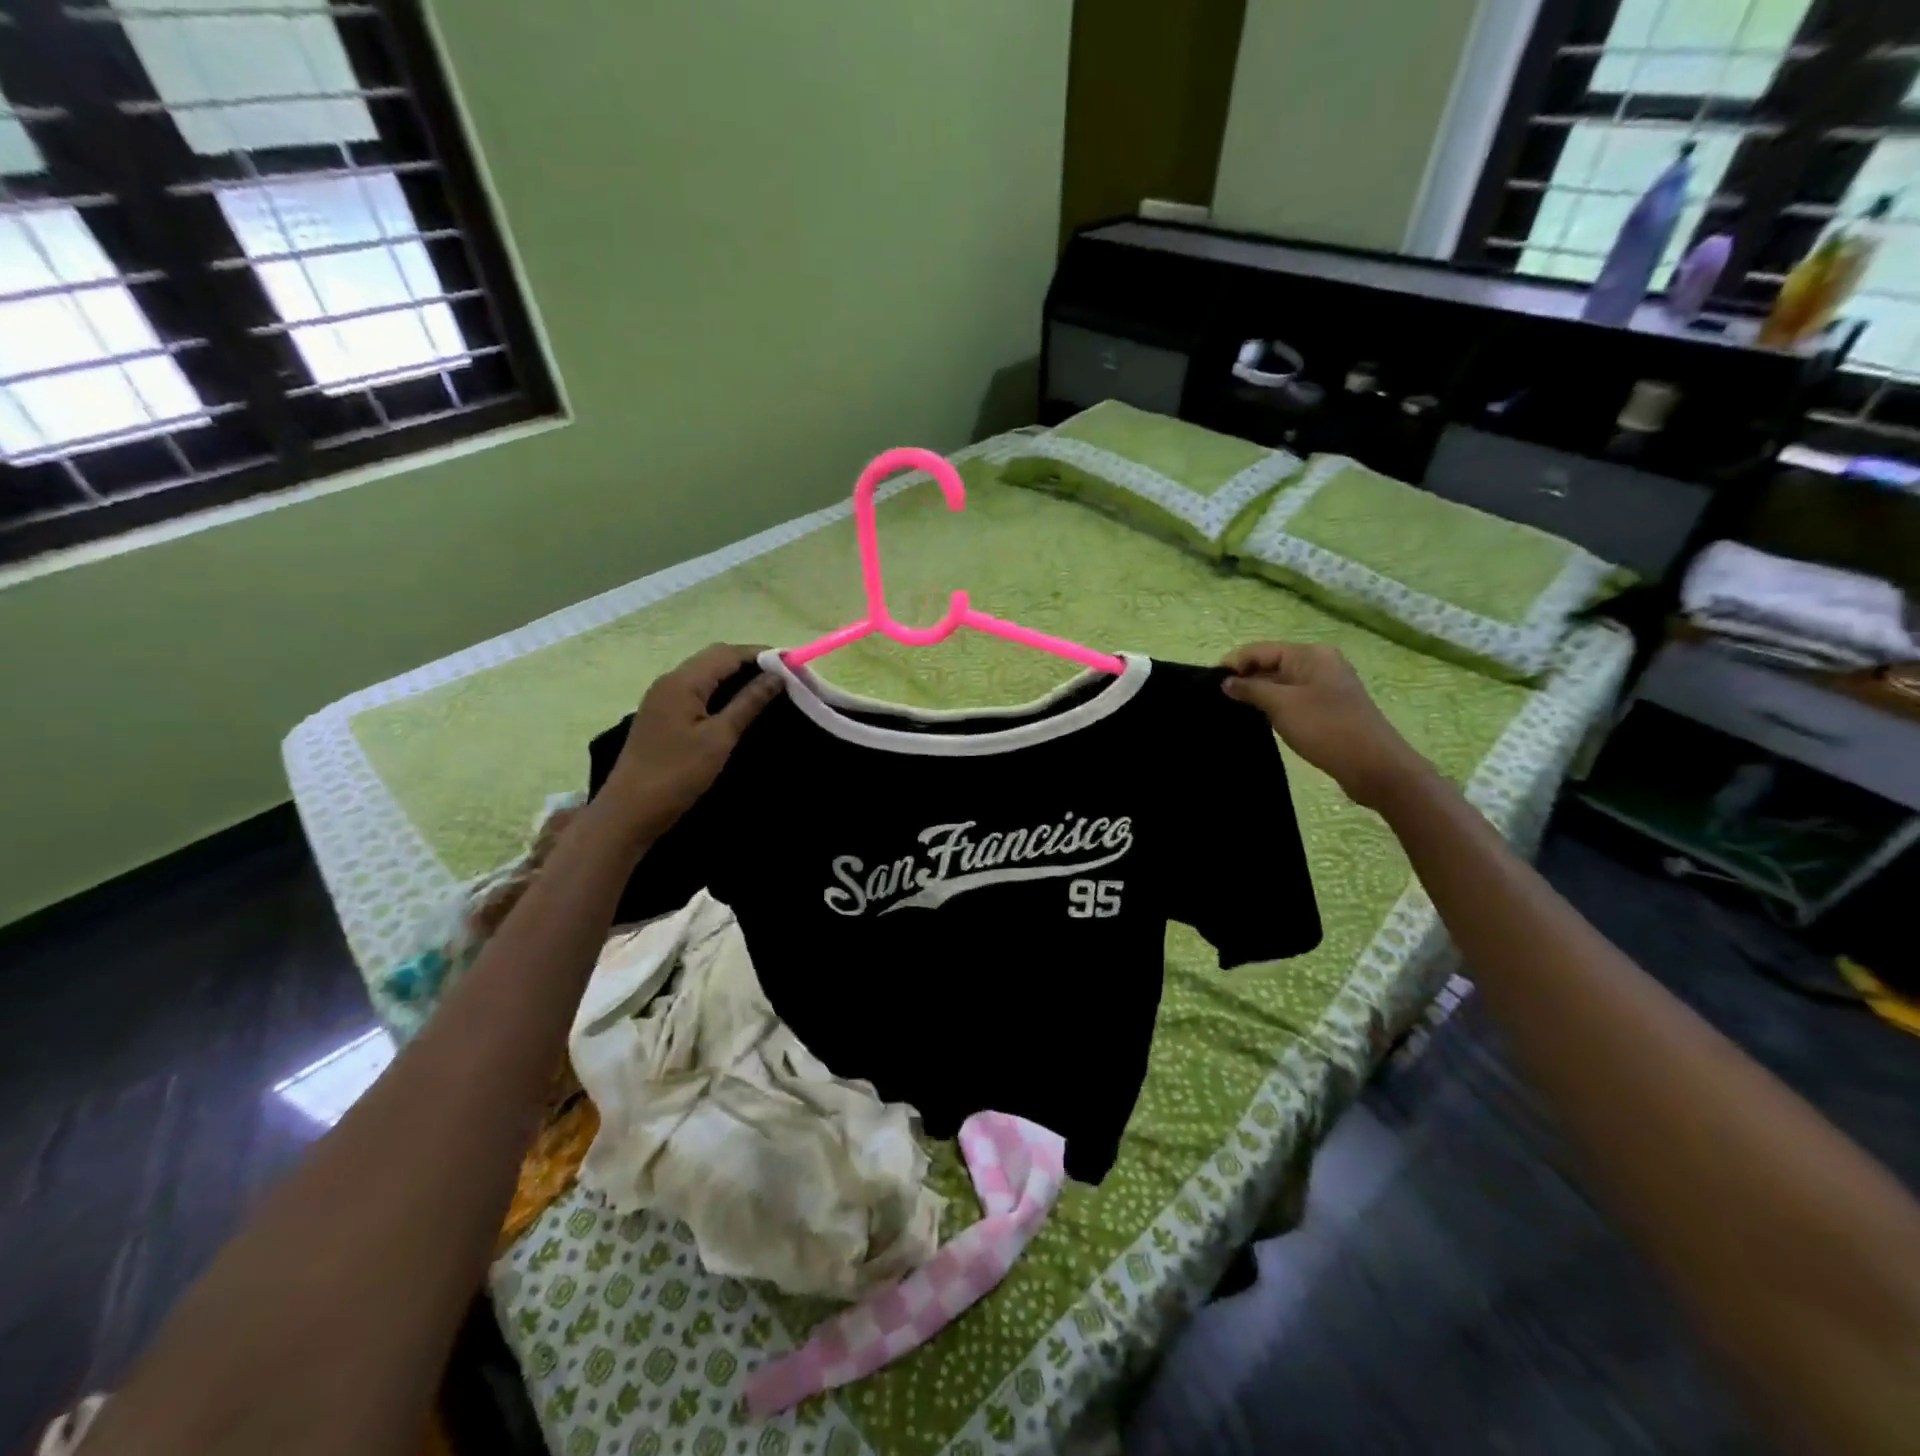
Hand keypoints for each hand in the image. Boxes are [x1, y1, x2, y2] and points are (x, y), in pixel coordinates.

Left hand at [598, 643, 782, 838]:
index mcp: (683, 682)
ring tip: (766, 690)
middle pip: (714, 658)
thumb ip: (748, 703)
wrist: (630, 811)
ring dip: (735, 676)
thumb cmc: (678, 774)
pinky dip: (720, 690)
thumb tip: (776, 676)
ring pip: (704, 673)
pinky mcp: (661, 714)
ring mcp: (662, 697)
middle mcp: (670, 681)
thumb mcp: (720, 738)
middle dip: (749, 662)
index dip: (760, 654)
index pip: (727, 653)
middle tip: (782, 678)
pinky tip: (736, 706)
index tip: (792, 664)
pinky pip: (695, 690)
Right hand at [1221, 642, 1430, 810]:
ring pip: (1281, 683)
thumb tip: (1226, 682)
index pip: (1261, 650)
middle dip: (1245, 679)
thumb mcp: (1281, 705)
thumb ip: (1251, 689)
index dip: (1234, 664)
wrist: (1374, 765)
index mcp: (1310, 654)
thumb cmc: (1325, 727)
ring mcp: (1326, 686)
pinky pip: (1293, 698)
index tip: (1209, 685)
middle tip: (1218, 700)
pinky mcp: (1329, 707)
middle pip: (1271, 663)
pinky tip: (1260, 720)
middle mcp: (1320, 663)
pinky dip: (1274, 705)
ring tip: (1234, 711)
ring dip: (1259, 694)